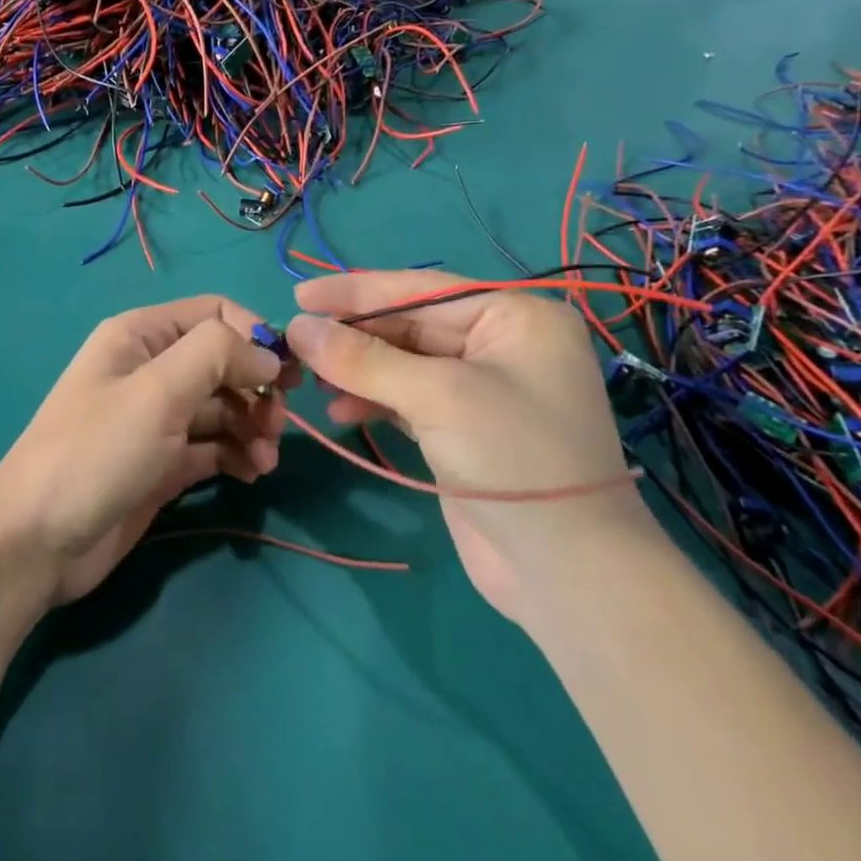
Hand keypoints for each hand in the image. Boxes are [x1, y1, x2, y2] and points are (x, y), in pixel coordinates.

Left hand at [0, 296, 287, 606]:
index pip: (215, 313)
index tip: (287, 374)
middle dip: (257, 388)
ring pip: (223, 407)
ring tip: (263, 460)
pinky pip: (214, 447)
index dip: (255, 335)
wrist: (37, 541)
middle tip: (275, 425)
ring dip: (253, 427)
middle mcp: (151, 370)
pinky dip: (237, 455)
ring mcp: (157, 419)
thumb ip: (216, 354)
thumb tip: (266, 353)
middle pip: (224, 362)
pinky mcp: (163, 463)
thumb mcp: (156, 391)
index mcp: (141, 335)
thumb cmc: (96, 452)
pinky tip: (251, 473)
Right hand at [284, 271, 652, 622]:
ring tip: (311, 381)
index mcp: (515, 317)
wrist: (565, 570)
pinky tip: (339, 409)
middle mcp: (501, 344)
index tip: (299, 296)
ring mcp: (481, 389)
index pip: (421, 290)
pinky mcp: (462, 428)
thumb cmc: (514, 457)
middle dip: (354, 336)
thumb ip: (363, 359)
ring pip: (403, 363)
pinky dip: (372, 400)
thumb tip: (297, 328)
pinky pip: (406, 397)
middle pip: (410, 326)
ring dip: (357, 370)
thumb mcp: (437, 396)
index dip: (356, 291)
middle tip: (295, 343)